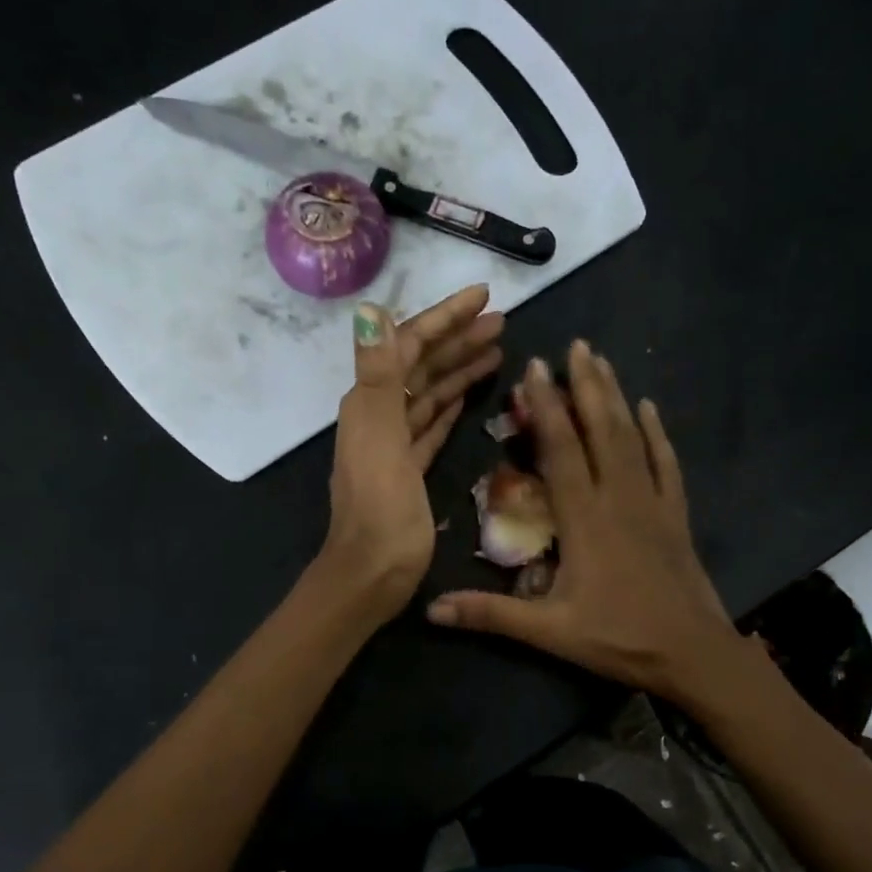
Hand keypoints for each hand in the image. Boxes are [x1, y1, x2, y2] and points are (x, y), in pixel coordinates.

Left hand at [317, 284, 502, 619]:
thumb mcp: (380, 438)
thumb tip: (369, 309)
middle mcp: (380, 415)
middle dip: (459, 340)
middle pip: (422, 366)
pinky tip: (467, 396)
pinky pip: (432, 426)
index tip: (484, 296)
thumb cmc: (381, 510)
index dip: (445, 318)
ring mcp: (394, 444)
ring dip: (459, 370)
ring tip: (498, 352)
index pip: (409, 344)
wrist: (372, 574)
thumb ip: (378, 374)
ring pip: (430, 394)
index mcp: (372, 402)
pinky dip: (449, 406)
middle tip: (502, 322)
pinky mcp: (408, 469)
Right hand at [427, 340, 745, 704]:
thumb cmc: (618, 639)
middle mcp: (618, 498)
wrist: (692, 653)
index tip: (535, 367)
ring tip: (602, 361)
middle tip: (576, 345)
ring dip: (616, 397)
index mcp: (584, 519)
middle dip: (585, 385)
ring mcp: (652, 503)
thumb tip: (431, 609)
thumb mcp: (549, 632)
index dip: (546, 407)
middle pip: (600, 430)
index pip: (561, 450)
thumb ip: (490, 615)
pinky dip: (658, 433)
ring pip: (632, 438)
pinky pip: (666, 464)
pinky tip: (651, 408)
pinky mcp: (675, 515)